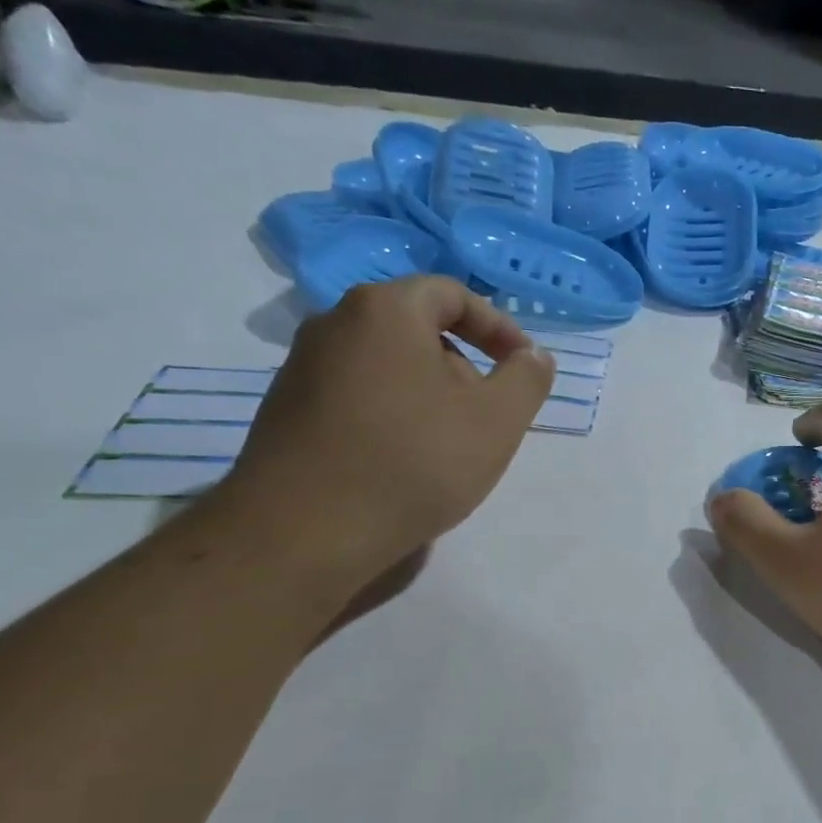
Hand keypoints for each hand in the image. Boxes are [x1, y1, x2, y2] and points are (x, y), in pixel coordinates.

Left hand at [223, 276, 553, 586]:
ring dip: (430, 394)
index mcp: (385, 310)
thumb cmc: (415, 460)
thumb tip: (534, 356)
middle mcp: (334, 323)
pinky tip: (406, 461)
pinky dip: (394, 414)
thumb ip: (527, 379)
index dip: (498, 326)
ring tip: (451, 445)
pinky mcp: (288, 410)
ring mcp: (303, 367)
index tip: (523, 367)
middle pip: (417, 328)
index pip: (451, 293)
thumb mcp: (497, 420)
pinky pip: (359, 395)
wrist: (307, 529)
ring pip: (388, 365)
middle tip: (490, 414)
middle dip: (465, 366)